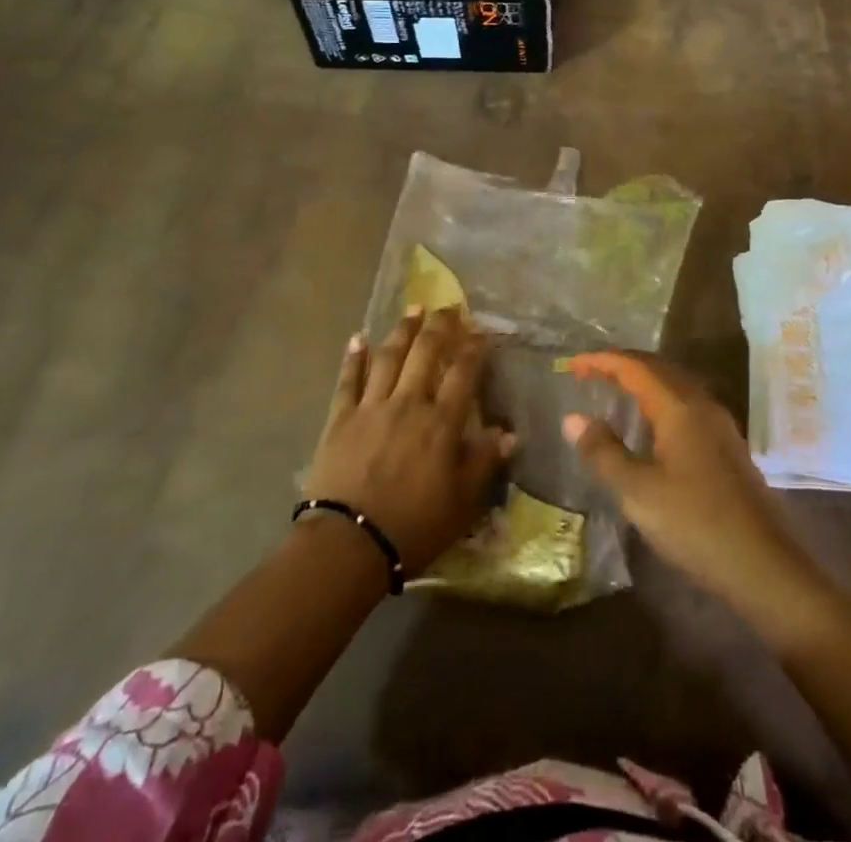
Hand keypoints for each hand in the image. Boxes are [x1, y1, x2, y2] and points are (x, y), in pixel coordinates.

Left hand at [304, 307, 514, 573]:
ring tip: (413, 309)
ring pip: (389, 357)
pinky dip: (354, 358)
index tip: (481, 330)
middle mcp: (409, 403)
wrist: (348, 544)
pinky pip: (348, 380)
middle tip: (449, 307)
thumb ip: (484, 463)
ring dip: (403, 330)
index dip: (474, 348)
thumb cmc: (413, 526)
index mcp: (441, 422)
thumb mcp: (462, 503)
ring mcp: (372, 407)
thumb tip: (509, 433)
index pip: (463, 373)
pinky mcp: (340, 418)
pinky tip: (359, 338)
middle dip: (440, 326)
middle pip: (426, 353)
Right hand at [562, 353, 823, 638]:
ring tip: (614, 392)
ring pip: (675, 385)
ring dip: (643, 381)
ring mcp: (719, 425)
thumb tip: (572, 418)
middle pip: (657, 368)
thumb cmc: (696, 524)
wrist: (764, 565)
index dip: (602, 361)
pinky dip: (659, 400)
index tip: (572, 365)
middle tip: (589, 372)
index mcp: (679, 407)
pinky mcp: (727, 446)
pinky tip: (650, 426)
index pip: (634, 367)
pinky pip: (686, 404)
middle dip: (622, 365)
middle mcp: (701, 405)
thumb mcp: (638, 492)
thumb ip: (603, 452)